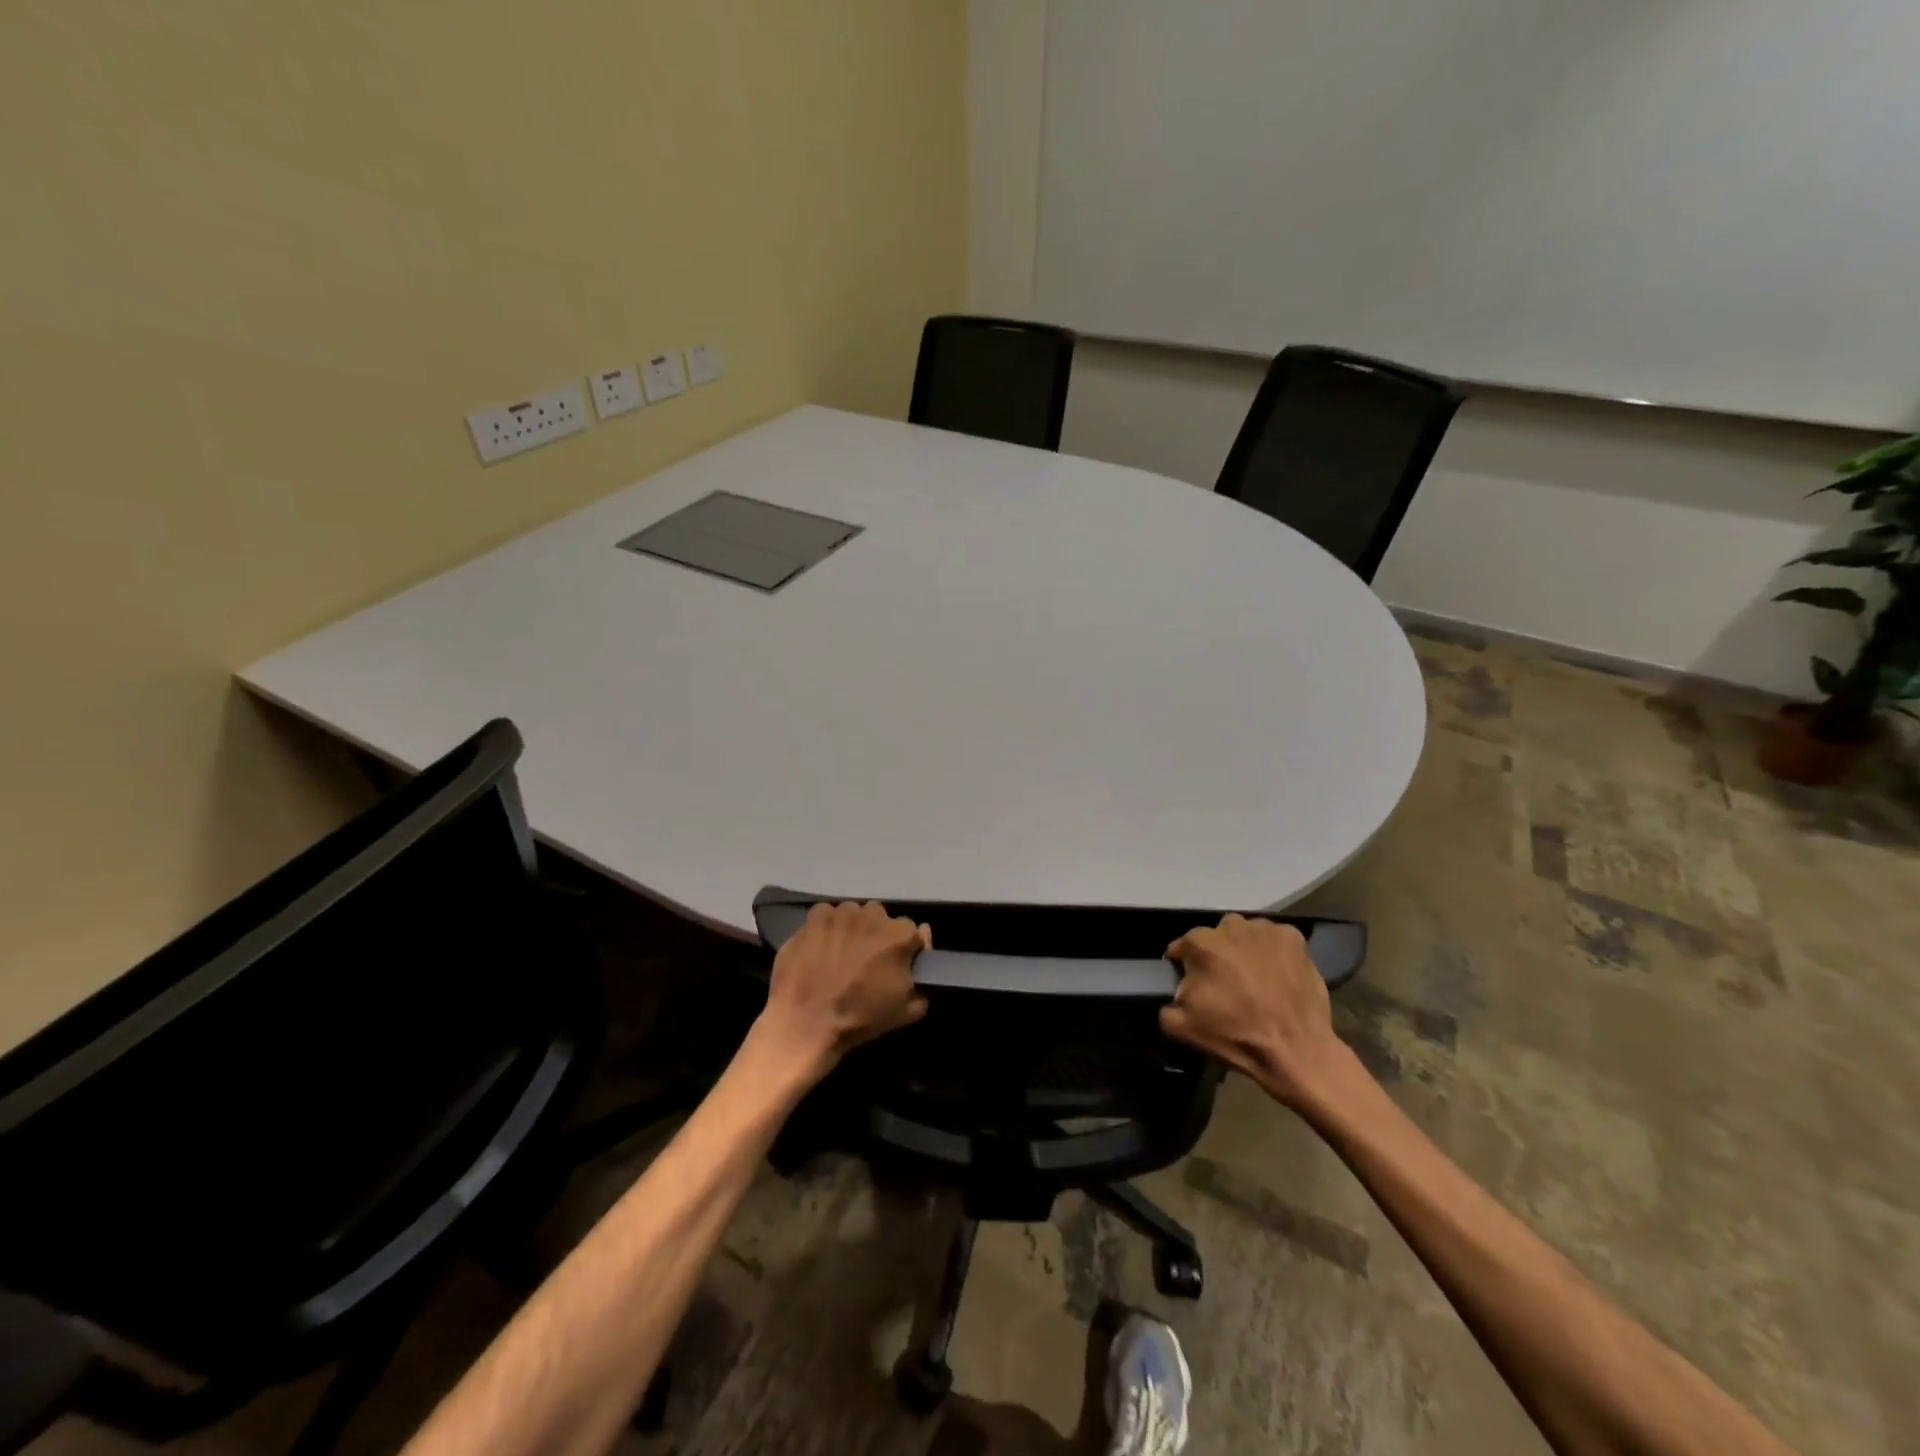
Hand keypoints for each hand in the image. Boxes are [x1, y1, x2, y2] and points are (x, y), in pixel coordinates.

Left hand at [759, 901, 929, 1077]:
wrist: (806, 1023)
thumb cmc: (860, 1019)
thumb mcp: (907, 1011)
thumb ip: (924, 979)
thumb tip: (923, 947)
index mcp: (900, 935)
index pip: (912, 933)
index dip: (905, 950)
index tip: (895, 967)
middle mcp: (874, 915)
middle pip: (882, 919)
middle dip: (877, 936)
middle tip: (865, 961)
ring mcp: (842, 913)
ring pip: (854, 914)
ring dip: (852, 929)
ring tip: (840, 954)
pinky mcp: (815, 917)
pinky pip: (827, 915)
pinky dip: (827, 927)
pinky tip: (820, 948)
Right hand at [1162, 914, 1352, 1109]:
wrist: (1296, 1051)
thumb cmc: (1237, 1036)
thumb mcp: (1182, 1027)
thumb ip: (1166, 1003)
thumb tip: (1173, 993)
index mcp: (1201, 944)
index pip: (1182, 948)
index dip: (1185, 967)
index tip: (1194, 986)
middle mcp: (1230, 926)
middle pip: (1215, 937)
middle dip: (1217, 955)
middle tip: (1228, 984)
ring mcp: (1264, 929)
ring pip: (1245, 934)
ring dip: (1244, 950)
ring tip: (1255, 978)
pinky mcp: (1293, 937)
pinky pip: (1274, 939)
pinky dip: (1273, 951)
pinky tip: (1278, 974)